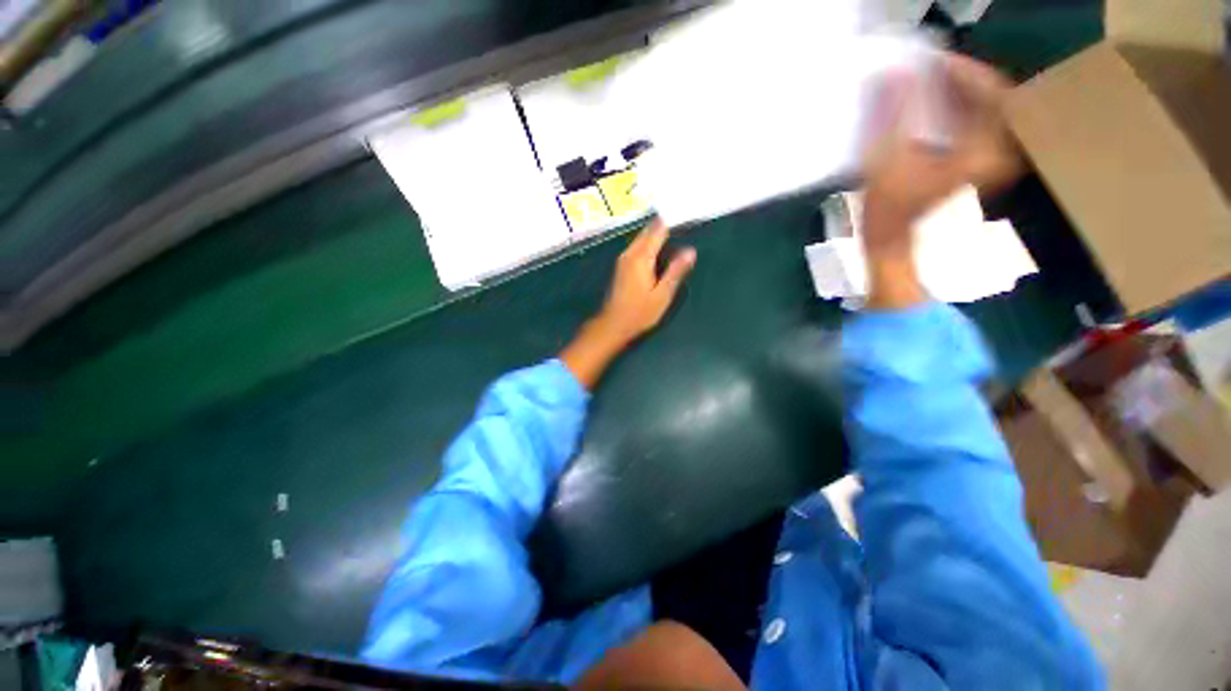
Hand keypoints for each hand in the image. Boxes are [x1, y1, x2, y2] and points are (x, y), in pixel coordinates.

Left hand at [561, 219, 696, 388]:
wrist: (613, 325)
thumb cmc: (639, 313)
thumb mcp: (662, 295)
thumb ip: (675, 272)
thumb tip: (691, 251)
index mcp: (642, 257)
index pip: (658, 230)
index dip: (673, 221)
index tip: (687, 215)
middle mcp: (630, 253)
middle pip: (648, 231)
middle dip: (665, 225)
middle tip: (684, 221)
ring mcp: (624, 259)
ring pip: (642, 238)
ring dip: (657, 234)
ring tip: (675, 233)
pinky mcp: (621, 266)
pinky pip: (638, 247)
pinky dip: (650, 244)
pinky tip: (660, 250)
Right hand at [860, 53, 1019, 309]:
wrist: (892, 245)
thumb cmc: (889, 211)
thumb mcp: (887, 161)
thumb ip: (894, 115)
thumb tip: (895, 73)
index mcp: (985, 151)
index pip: (992, 93)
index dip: (965, 72)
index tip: (936, 61)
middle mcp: (997, 152)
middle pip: (992, 98)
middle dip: (963, 79)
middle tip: (931, 69)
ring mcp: (987, 159)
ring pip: (984, 110)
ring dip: (959, 93)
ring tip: (930, 82)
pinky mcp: (974, 164)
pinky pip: (975, 125)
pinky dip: (957, 110)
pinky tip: (934, 105)